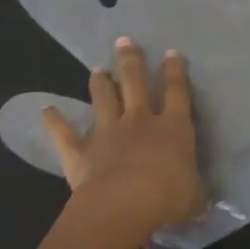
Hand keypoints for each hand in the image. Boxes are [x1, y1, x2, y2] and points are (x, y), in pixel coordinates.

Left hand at [42, 38, 205, 244]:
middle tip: (124, 41)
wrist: (122, 206)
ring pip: (104, 100)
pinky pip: (66, 134)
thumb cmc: (167, 198)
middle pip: (135, 83)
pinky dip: (55, 122)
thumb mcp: (194, 196)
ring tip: (97, 69)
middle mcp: (140, 122)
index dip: (175, 71)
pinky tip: (46, 110)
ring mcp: (108, 133)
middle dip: (131, 61)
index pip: (177, 92)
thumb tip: (203, 197)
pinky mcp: (81, 152)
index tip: (171, 53)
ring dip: (100, 83)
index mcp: (173, 128)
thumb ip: (196, 191)